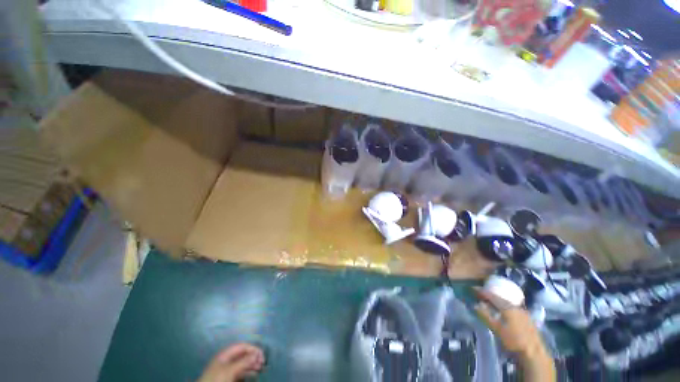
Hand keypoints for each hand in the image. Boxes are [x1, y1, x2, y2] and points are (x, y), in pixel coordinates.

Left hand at [198, 343, 264, 381]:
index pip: (241, 346)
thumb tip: (256, 354)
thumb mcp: (230, 370)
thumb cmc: (216, 379)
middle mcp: (226, 359)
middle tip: (263, 362)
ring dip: (252, 364)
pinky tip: (254, 373)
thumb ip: (243, 361)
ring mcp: (227, 369)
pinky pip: (240, 371)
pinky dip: (248, 371)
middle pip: (242, 354)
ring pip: (242, 363)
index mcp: (225, 354)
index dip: (252, 348)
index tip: (261, 354)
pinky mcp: (228, 377)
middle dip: (253, 356)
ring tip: (261, 368)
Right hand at [473, 287, 543, 353]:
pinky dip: (506, 307)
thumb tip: (475, 305)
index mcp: (508, 307)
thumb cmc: (513, 340)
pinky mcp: (528, 319)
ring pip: (508, 303)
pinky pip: (514, 309)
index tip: (473, 289)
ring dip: (499, 302)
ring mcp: (524, 313)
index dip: (482, 292)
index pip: (492, 296)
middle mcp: (516, 306)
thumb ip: (485, 316)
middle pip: (501, 298)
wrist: (534, 353)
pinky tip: (505, 312)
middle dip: (491, 296)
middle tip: (482, 295)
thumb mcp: (496, 329)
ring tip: (492, 303)